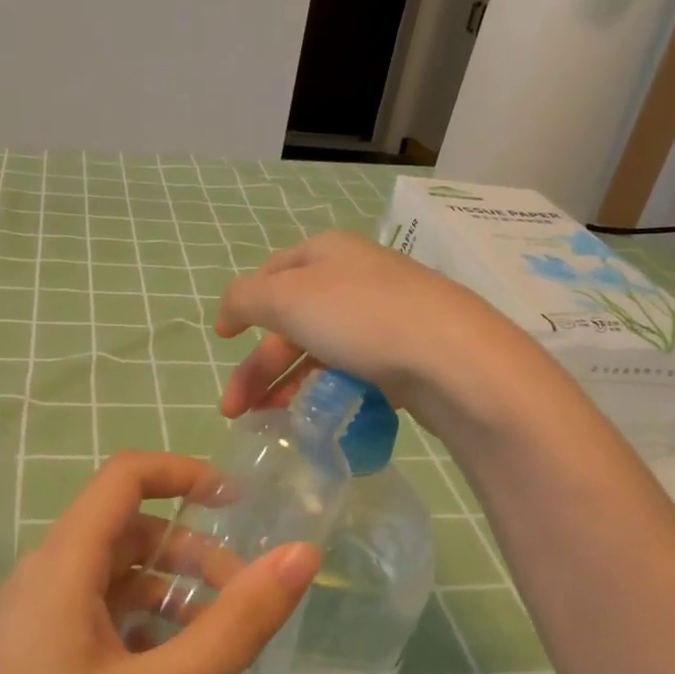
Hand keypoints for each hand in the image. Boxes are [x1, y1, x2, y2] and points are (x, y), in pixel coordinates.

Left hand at [0, 451, 319, 673]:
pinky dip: (145, 638)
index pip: (125, 478)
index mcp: (59, 568)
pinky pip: (98, 627)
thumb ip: (239, 622)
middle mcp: (39, 584)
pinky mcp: (31, 670)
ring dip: (173, 603)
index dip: (186, 476)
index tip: (242, 506)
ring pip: (115, 585)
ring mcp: (30, 629)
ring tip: (222, 659)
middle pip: (128, 534)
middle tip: (247, 604)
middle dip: (193, 556)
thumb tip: (302, 554)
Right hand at [215, 231, 520, 432]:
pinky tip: (315, 417)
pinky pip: (351, 371)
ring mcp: (382, 316)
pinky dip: (325, 392)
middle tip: (235, 409)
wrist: (453, 360)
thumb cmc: (361, 318)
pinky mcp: (404, 354)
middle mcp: (354, 278)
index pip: (271, 274)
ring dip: (287, 384)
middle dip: (258, 367)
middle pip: (291, 321)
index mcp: (326, 253)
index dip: (242, 306)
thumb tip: (229, 311)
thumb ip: (244, 299)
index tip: (221, 340)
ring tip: (268, 421)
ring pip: (320, 350)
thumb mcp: (287, 298)